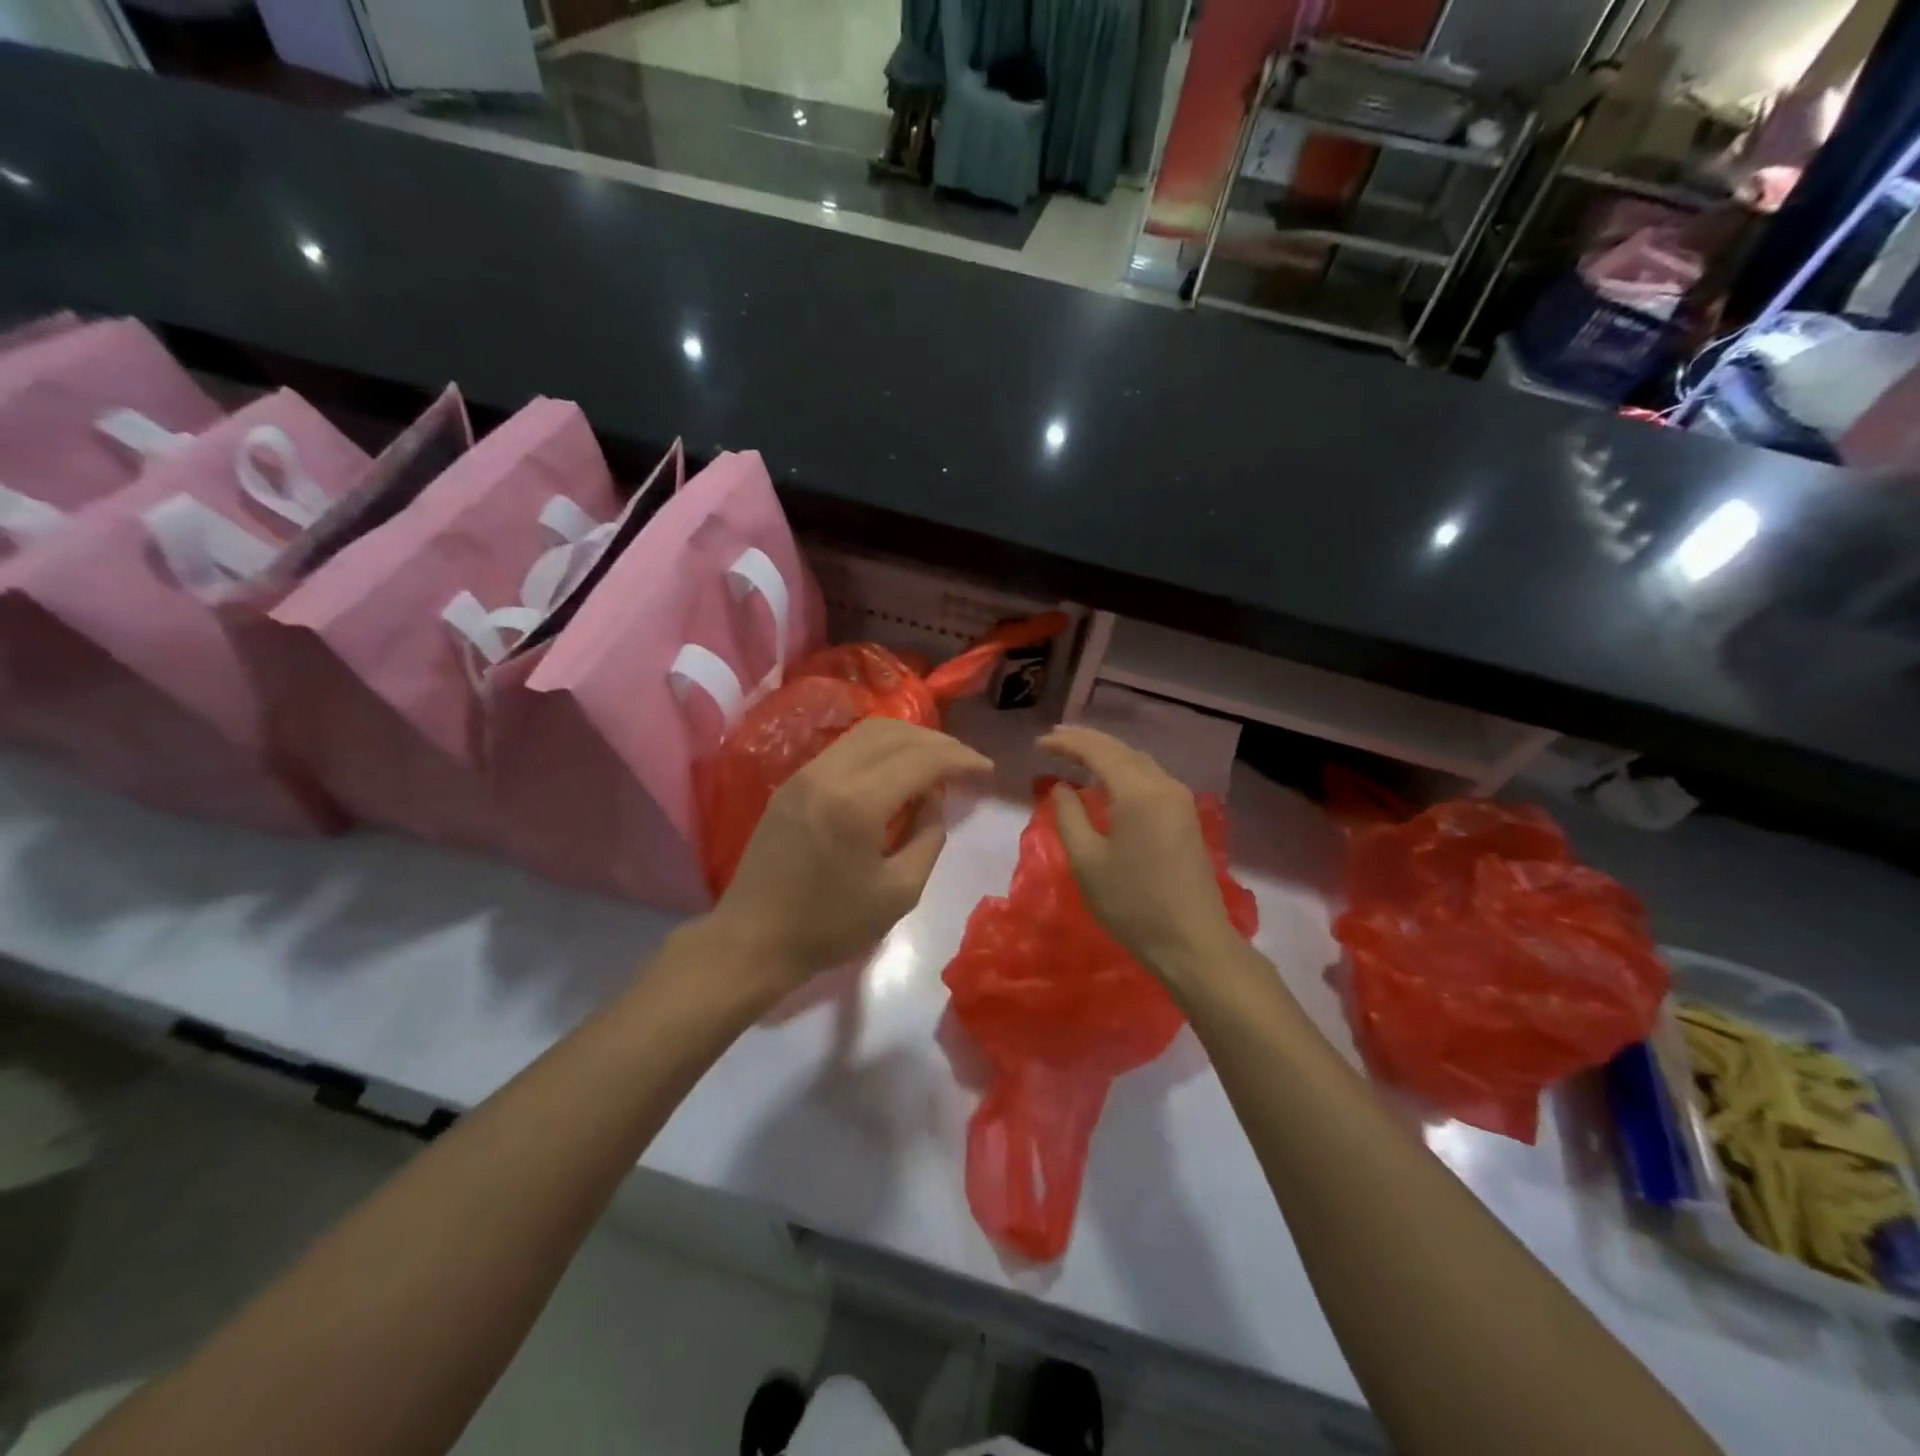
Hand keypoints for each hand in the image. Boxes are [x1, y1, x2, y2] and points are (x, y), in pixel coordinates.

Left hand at [707, 717, 990, 996]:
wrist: (753, 940)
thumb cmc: (829, 927)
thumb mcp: (899, 893)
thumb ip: (928, 838)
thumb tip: (933, 799)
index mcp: (857, 803)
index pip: (921, 759)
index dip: (960, 759)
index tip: (987, 770)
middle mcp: (829, 773)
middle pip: (894, 733)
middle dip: (938, 742)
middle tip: (965, 764)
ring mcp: (805, 774)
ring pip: (867, 732)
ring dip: (908, 740)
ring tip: (936, 762)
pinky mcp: (793, 782)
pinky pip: (845, 748)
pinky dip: (880, 749)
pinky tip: (896, 771)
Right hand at [1040, 726, 1244, 990]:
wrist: (1191, 942)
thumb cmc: (1132, 904)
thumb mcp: (1087, 861)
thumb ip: (1069, 816)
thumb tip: (1061, 787)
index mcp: (1138, 792)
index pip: (1098, 751)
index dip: (1066, 743)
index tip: (1039, 743)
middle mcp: (1164, 785)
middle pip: (1121, 749)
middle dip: (1086, 741)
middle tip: (1053, 738)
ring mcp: (1180, 800)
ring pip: (1138, 761)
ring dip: (1106, 753)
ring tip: (1075, 753)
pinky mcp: (1186, 816)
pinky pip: (1150, 777)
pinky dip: (1123, 769)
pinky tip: (1107, 778)